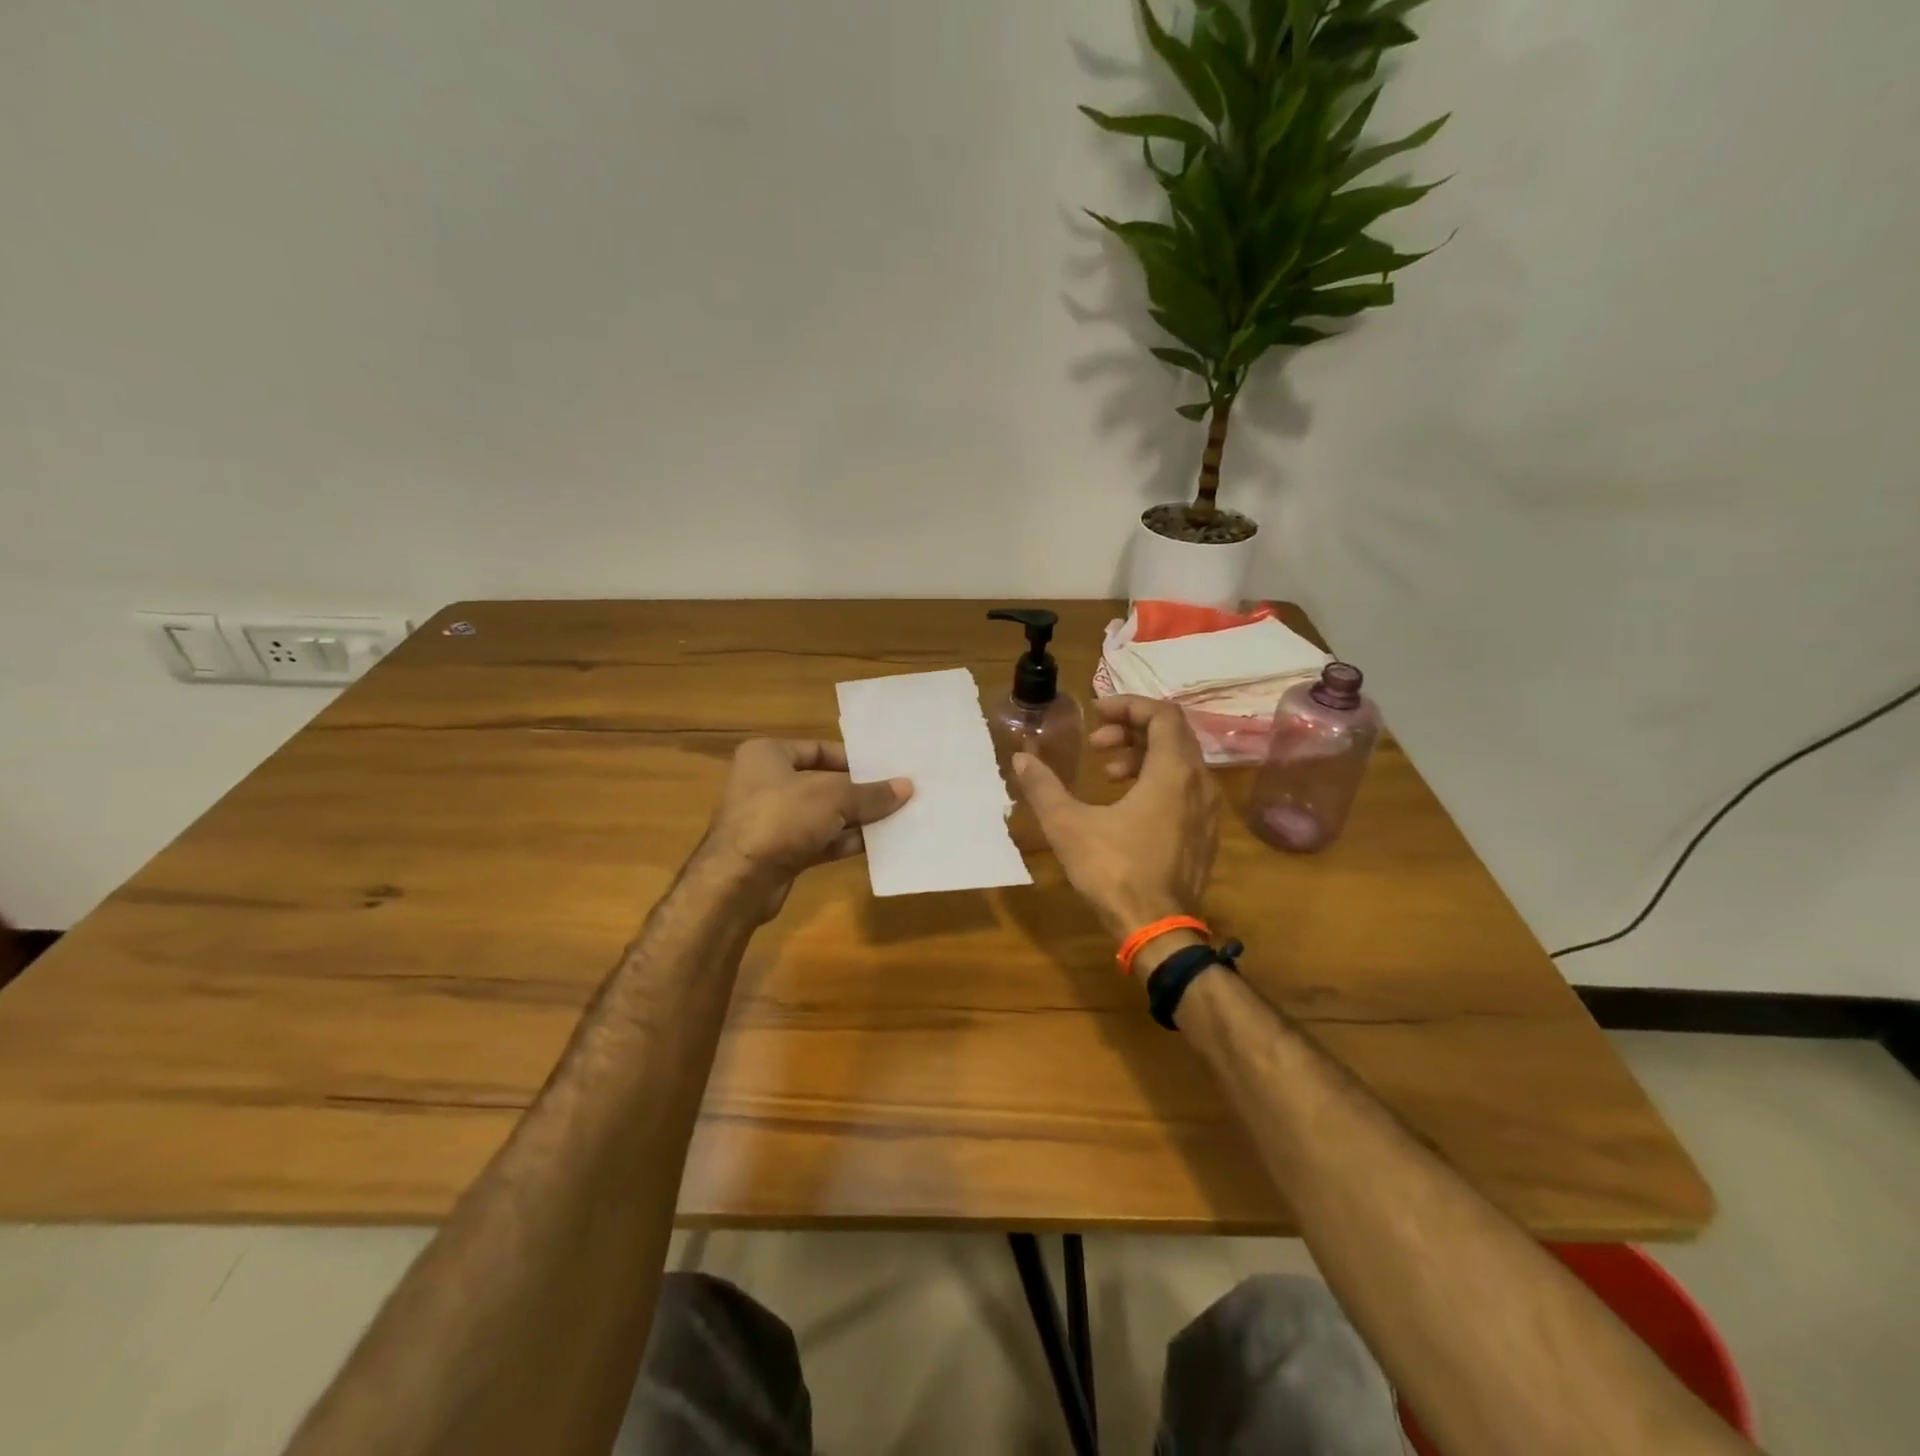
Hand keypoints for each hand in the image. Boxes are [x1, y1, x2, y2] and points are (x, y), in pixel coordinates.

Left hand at [700, 739, 911, 918]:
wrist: (739, 881)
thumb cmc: (781, 818)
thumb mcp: (833, 798)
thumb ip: (870, 793)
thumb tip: (907, 787)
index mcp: (767, 755)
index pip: (818, 749)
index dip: (852, 758)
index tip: (885, 768)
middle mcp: (766, 783)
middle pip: (823, 782)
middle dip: (859, 791)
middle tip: (897, 793)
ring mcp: (772, 820)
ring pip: (823, 814)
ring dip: (856, 818)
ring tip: (897, 816)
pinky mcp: (780, 852)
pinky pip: (820, 840)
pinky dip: (845, 840)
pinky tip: (878, 843)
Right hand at [1012, 696, 1219, 941]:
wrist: (1158, 930)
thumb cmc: (1114, 871)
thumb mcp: (1069, 825)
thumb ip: (1044, 787)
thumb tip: (1021, 759)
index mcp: (1173, 772)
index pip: (1162, 714)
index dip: (1127, 705)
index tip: (1096, 713)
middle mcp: (1199, 783)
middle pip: (1172, 734)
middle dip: (1132, 729)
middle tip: (1096, 744)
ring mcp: (1207, 811)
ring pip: (1180, 762)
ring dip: (1143, 756)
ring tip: (1108, 773)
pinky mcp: (1205, 834)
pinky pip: (1186, 788)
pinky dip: (1158, 780)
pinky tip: (1127, 804)